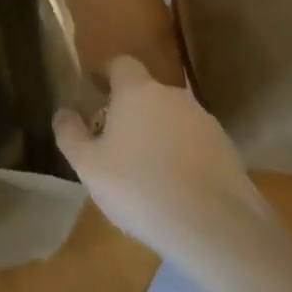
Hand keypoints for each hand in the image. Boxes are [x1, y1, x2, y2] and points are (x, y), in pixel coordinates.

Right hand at [54, 57, 258, 262]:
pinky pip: (195, 145)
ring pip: (173, 119)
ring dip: (159, 134)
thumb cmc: (140, 188)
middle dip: (131, 110)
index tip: (94, 89)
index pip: (120, 64)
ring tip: (147, 170)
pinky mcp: (228, 151)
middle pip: (147, 93)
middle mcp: (173, 96)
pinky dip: (183, 157)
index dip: (106, 73)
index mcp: (137, 91)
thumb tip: (63, 112)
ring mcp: (205, 122)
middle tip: (116, 140)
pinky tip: (176, 189)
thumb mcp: (89, 166)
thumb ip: (70, 134)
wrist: (216, 227)